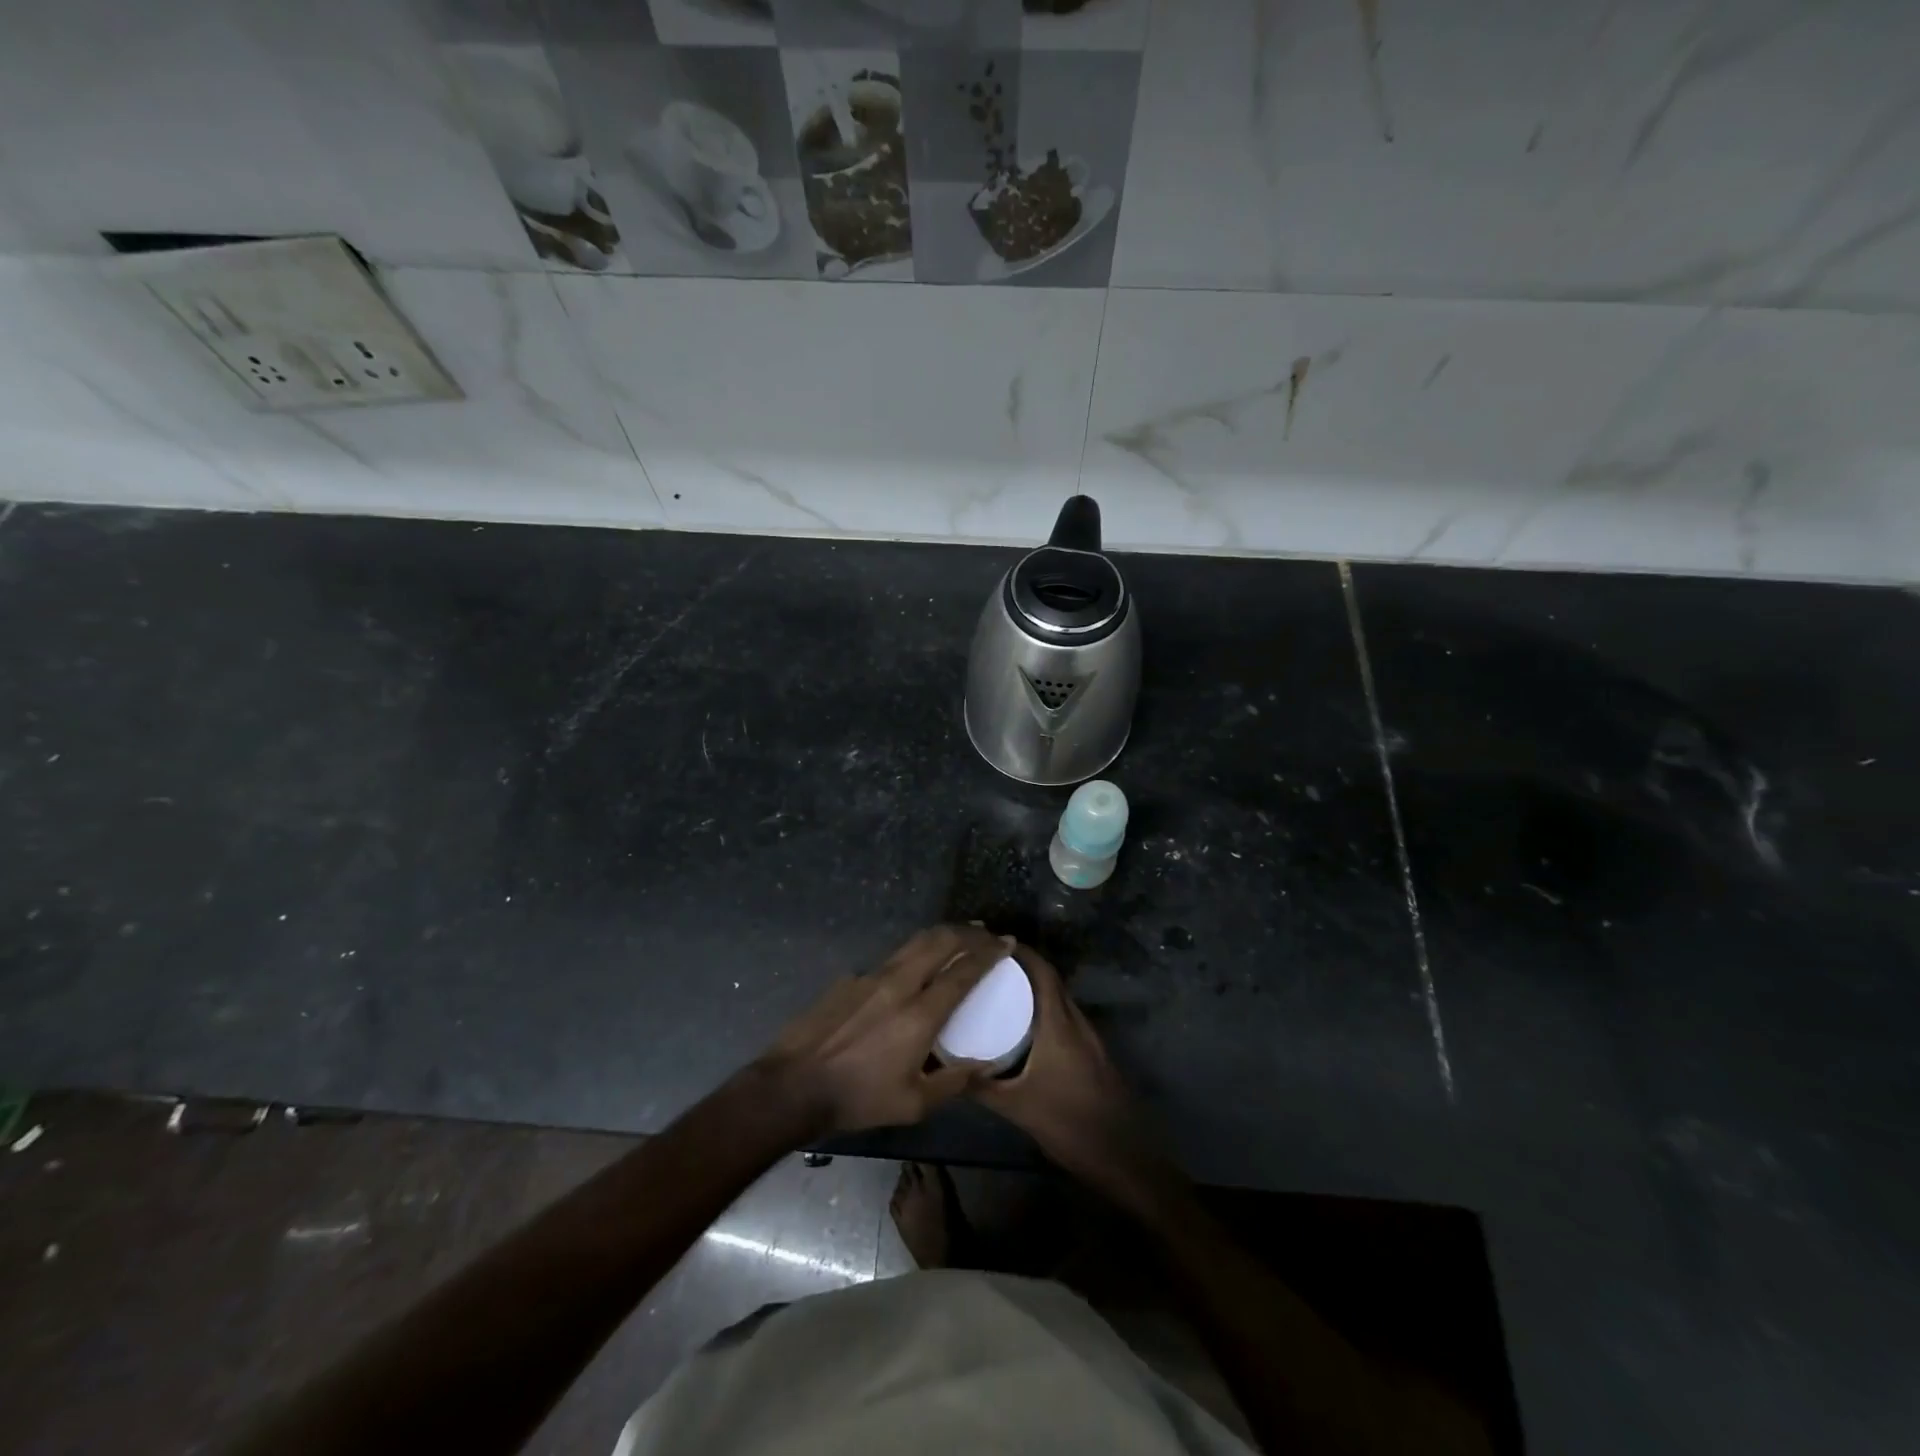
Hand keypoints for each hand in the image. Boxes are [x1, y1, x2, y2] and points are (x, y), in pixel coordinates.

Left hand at [756, 925, 1008, 1135]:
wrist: (793, 1086)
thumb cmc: (858, 1098)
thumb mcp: (912, 1104)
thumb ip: (953, 1083)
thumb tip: (983, 1066)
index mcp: (919, 1014)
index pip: (963, 971)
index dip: (988, 953)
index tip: (1006, 942)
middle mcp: (898, 984)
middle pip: (940, 941)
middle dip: (968, 932)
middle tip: (986, 932)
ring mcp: (870, 976)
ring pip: (914, 942)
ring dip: (941, 935)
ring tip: (958, 936)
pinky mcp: (850, 978)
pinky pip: (890, 958)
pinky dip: (912, 954)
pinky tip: (912, 969)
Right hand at [971, 944, 1183, 1221]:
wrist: (1123, 1156)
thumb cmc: (1069, 1125)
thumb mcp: (1018, 1107)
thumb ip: (982, 1086)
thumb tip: (947, 1068)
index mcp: (1060, 1025)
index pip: (1043, 973)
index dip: (1021, 953)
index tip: (991, 944)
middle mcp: (1077, 1023)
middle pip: (1051, 982)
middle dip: (1022, 968)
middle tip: (987, 967)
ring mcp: (1089, 1038)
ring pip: (1059, 1000)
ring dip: (1034, 990)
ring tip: (999, 991)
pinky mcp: (1093, 1054)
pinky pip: (1065, 1019)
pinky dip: (1044, 1011)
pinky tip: (1024, 1027)